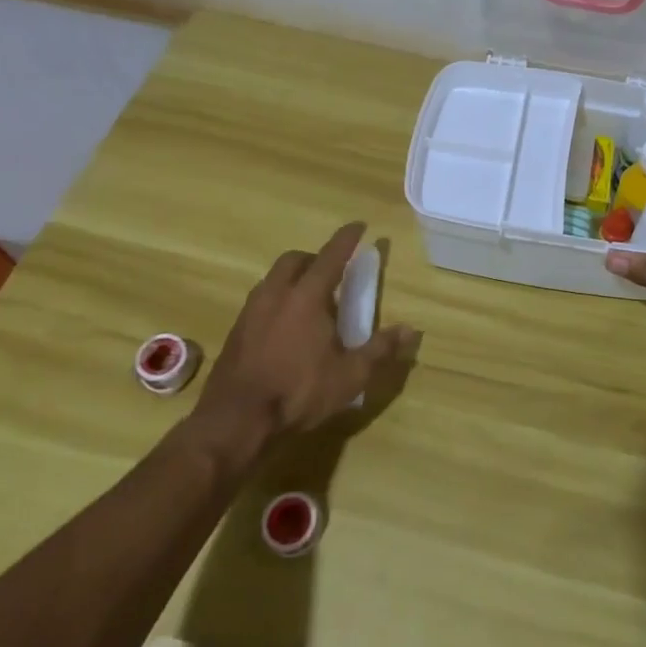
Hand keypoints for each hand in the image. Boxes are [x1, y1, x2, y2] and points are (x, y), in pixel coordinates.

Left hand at [190, 223, 419, 448]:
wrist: (235, 421)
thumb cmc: (298, 392)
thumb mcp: (350, 376)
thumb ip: (380, 349)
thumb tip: (410, 330)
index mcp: (307, 297)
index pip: (331, 256)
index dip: (347, 238)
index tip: (359, 225)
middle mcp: (276, 294)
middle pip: (295, 260)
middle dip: (315, 258)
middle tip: (333, 274)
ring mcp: (251, 311)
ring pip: (274, 279)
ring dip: (294, 279)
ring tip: (310, 302)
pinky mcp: (236, 331)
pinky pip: (261, 301)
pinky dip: (278, 300)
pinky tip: (285, 328)